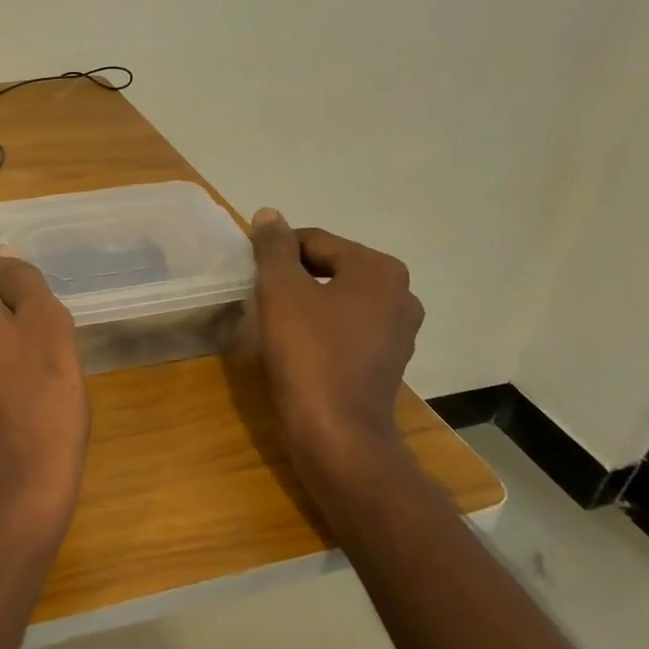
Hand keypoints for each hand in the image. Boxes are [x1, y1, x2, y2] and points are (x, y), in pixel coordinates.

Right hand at [239, 208, 423, 484]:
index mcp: (380, 269)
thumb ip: (274, 248)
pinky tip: (297, 348)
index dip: (276, 252)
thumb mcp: (282, 292)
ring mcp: (399, 332)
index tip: (247, 272)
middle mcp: (400, 293)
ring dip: (306, 304)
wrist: (337, 434)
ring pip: (338, 300)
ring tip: (273, 323)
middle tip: (258, 298)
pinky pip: (347, 330)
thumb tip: (269, 214)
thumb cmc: (309, 355)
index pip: (315, 241)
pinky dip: (321, 330)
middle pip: (330, 268)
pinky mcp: (387, 362)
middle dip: (292, 278)